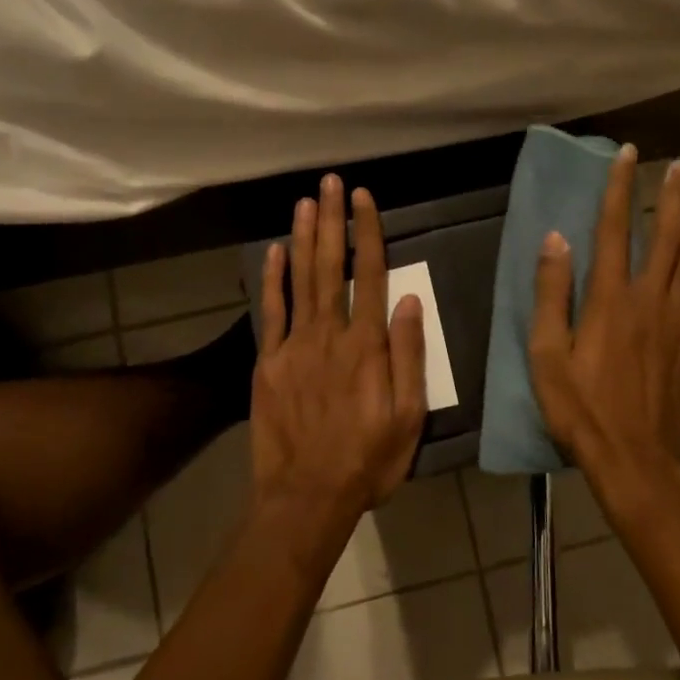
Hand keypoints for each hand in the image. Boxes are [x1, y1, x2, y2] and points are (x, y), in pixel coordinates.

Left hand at [250, 174, 427, 518]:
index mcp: (367, 345)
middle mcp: (330, 334)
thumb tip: (411, 301)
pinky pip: (270, 312)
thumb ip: (409, 356)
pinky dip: (272, 280)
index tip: (366, 198)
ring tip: (306, 202)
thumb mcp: (409, 416)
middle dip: (334, 220)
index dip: (369, 232)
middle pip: (333, 266)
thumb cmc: (367, 460)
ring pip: (300, 280)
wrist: (306, 497)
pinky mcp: (268, 363)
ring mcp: (294, 346)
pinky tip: (273, 251)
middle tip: (332, 182)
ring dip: (303, 237)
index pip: (372, 274)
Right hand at [529, 146, 679, 496]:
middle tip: (677, 163)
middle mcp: (648, 299)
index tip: (628, 156)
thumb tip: (556, 239)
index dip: (620, 190)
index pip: (615, 230)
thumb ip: (552, 295)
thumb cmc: (582, 411)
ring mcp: (676, 320)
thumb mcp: (547, 356)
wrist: (639, 461)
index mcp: (609, 299)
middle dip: (668, 196)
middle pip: (663, 236)